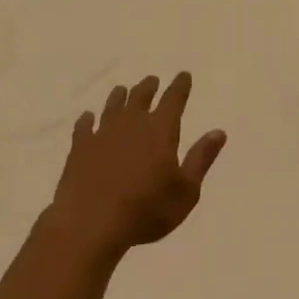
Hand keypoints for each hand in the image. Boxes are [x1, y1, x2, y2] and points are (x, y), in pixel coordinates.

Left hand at [48, 72, 226, 260]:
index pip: (174, 99)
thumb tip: (219, 132)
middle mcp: (132, 124)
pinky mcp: (80, 149)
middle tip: (152, 80)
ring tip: (122, 90)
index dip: (180, 86)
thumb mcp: (186, 190)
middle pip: (141, 97)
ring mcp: (103, 134)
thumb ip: (201, 158)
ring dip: (119, 97)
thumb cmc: (147, 209)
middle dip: (149, 87)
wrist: (91, 223)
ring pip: (113, 106)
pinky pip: (84, 127)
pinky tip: (87, 118)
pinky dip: (87, 120)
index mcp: (161, 130)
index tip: (184, 75)